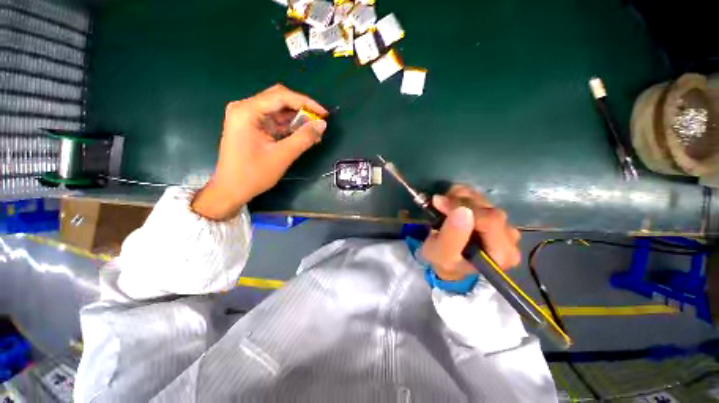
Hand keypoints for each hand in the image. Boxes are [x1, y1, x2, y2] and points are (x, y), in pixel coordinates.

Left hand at [192, 84, 327, 219]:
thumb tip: (322, 125)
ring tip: (314, 132)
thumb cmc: (254, 174)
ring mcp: (247, 117)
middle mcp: (245, 108)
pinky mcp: (251, 127)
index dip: (306, 102)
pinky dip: (289, 127)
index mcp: (247, 111)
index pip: (281, 96)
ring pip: (277, 110)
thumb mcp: (283, 156)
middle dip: (301, 109)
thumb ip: (304, 138)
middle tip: (319, 121)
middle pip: (279, 99)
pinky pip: (274, 121)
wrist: (231, 189)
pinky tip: (302, 135)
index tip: (324, 113)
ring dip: (297, 119)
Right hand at [420, 185, 520, 280]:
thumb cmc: (444, 262)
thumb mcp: (442, 255)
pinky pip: (479, 196)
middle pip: (488, 209)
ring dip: (458, 198)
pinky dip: (461, 195)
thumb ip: (452, 237)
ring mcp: (503, 224)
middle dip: (460, 203)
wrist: (447, 260)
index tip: (439, 203)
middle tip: (438, 204)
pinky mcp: (493, 213)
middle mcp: (510, 238)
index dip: (464, 208)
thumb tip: (463, 211)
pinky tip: (450, 203)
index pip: (490, 222)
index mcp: (503, 254)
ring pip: (483, 200)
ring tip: (442, 206)